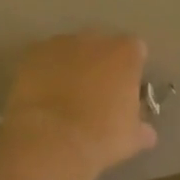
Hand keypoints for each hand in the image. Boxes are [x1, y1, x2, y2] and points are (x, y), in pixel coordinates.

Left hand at [1, 32, 157, 175]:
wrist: (51, 141)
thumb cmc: (101, 137)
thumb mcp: (131, 138)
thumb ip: (141, 128)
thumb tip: (146, 132)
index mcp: (125, 53)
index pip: (135, 49)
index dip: (130, 68)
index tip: (125, 88)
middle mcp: (94, 39)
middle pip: (100, 45)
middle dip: (99, 63)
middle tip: (95, 92)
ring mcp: (60, 43)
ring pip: (70, 50)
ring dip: (70, 65)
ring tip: (64, 95)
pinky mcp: (32, 54)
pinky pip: (43, 59)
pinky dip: (44, 72)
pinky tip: (42, 95)